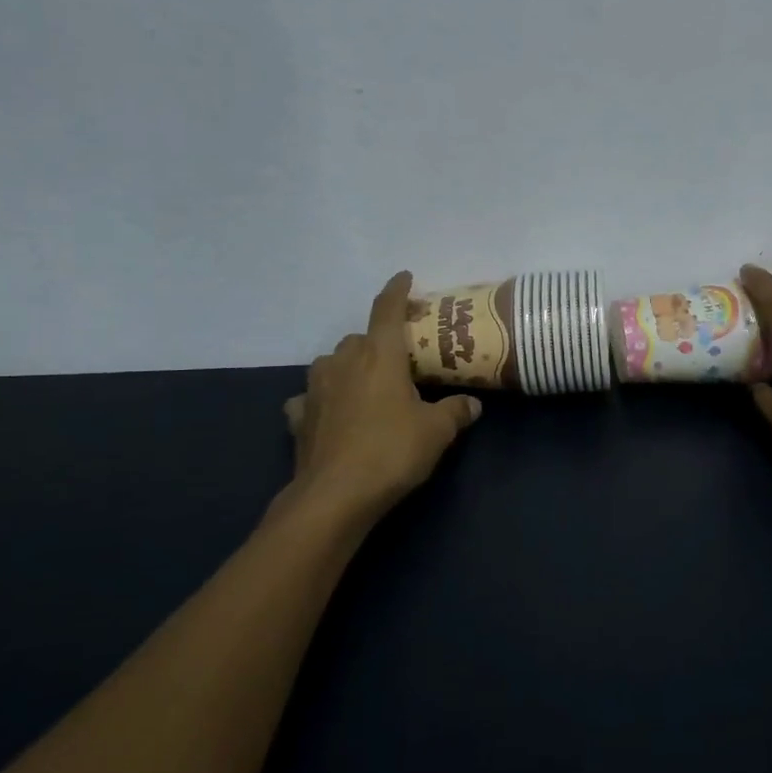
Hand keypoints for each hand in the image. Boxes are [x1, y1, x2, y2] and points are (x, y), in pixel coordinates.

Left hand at [283, 272, 482, 520]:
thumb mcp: (436, 432)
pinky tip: (331, 414)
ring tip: (366, 385)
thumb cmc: (391, 451)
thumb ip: (456, 411)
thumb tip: (473, 404)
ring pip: (332, 363)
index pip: (387, 310)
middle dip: (377, 342)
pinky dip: (322, 400)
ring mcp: (315, 388)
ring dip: (348, 367)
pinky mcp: (298, 416)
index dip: (397, 290)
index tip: (404, 277)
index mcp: (379, 355)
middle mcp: (343, 361)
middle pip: (360, 338)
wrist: (335, 495)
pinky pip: (311, 397)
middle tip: (398, 361)